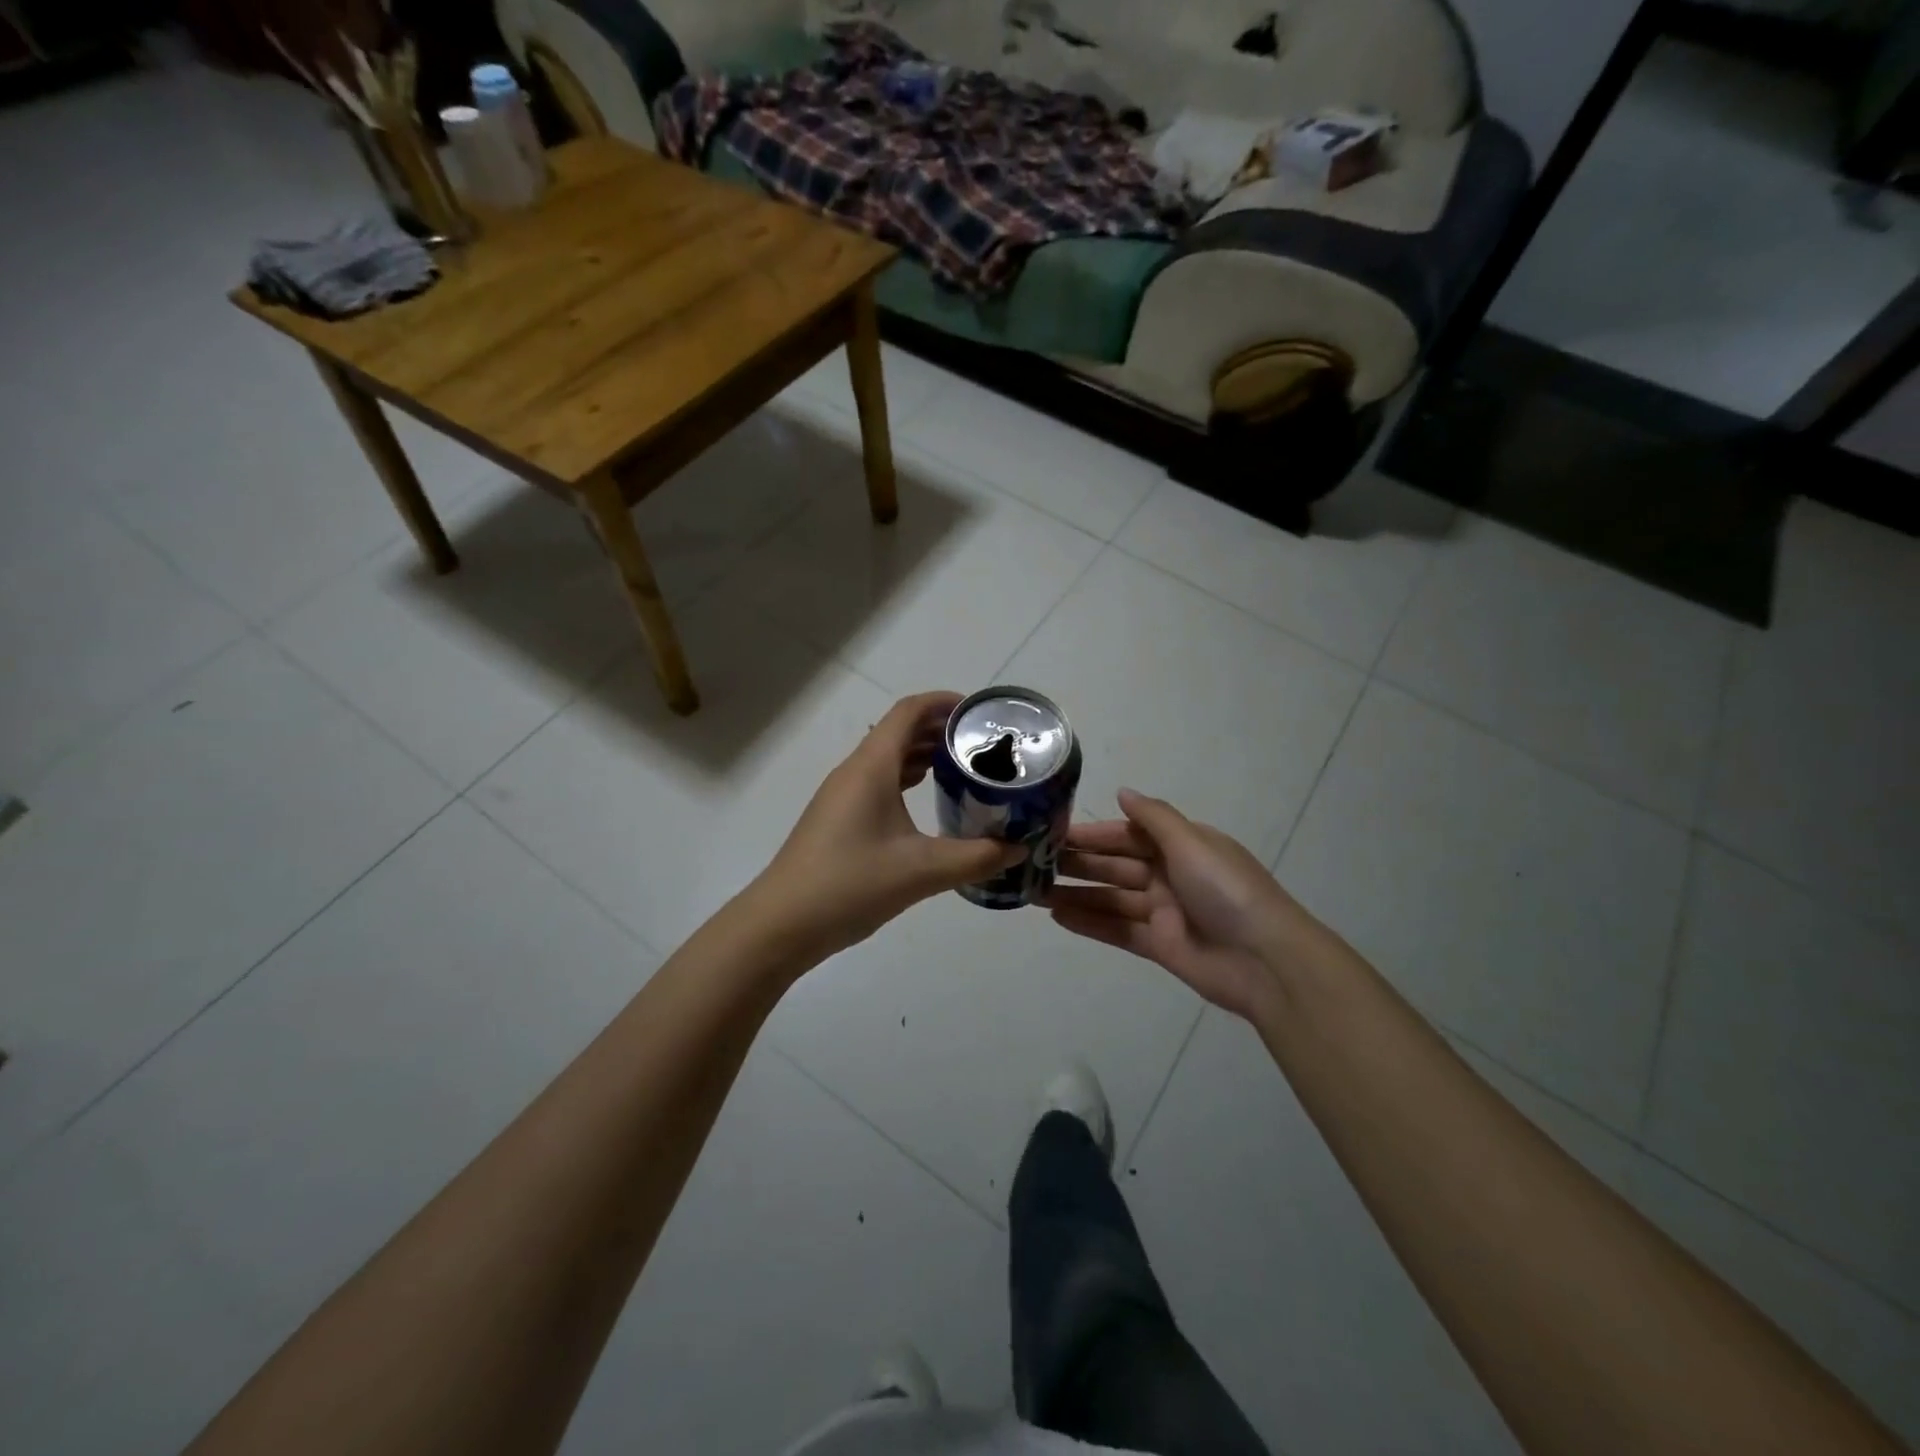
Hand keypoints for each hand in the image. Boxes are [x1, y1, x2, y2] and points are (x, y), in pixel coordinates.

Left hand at [751, 692, 1024, 962]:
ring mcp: (842, 795)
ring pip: (888, 758)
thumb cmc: (850, 885)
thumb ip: (976, 858)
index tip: (980, 713)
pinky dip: (907, 780)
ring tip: (964, 769)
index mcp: (871, 768)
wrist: (782, 925)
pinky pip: (878, 782)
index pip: (908, 712)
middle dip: (941, 730)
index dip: (944, 702)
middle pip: (899, 731)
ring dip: (923, 755)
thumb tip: (1019, 849)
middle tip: (984, 745)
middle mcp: (855, 772)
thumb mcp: (921, 871)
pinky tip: (928, 801)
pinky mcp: (838, 819)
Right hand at [1045, 789, 1323, 1019]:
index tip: (1055, 833)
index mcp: (1182, 846)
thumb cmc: (1227, 890)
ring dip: (1075, 894)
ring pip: (1111, 898)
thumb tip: (1123, 791)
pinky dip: (1089, 923)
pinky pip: (1117, 930)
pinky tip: (1058, 917)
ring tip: (1035, 892)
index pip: (1128, 835)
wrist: (1265, 960)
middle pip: (1116, 866)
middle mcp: (1170, 875)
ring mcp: (1164, 912)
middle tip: (1034, 863)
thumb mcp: (1192, 843)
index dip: (1094, 834)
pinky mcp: (1159, 945)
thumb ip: (1154, 818)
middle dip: (1078, 864)